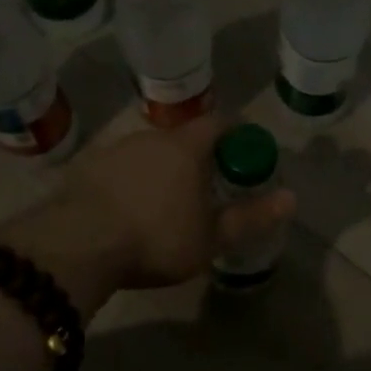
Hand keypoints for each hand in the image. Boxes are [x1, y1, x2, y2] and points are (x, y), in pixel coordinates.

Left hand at [0, 115, 296, 317]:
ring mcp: (113, 150)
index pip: (219, 123)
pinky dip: (129, 183)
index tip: (244, 153)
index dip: (236, 134)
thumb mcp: (212, 237)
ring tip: (164, 203)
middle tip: (206, 188)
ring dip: (160, 171)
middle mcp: (150, 137)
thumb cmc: (156, 238)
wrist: (78, 246)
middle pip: (181, 139)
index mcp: (186, 147)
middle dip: (197, 158)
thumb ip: (251, 217)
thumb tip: (292, 198)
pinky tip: (127, 210)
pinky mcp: (84, 169)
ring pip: (147, 154)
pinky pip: (118, 170)